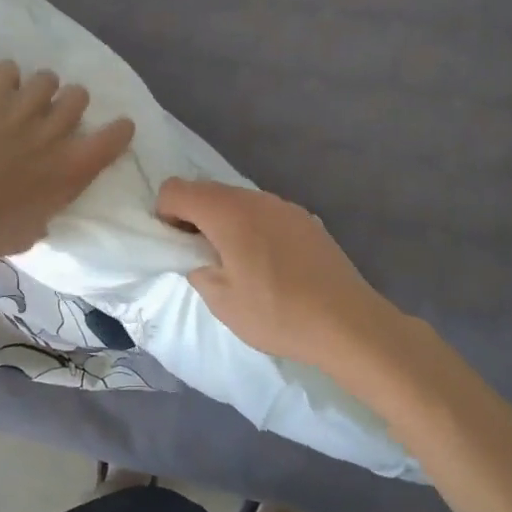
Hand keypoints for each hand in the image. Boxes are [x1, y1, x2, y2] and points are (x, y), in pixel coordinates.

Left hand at [0, 62, 134, 263]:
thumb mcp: (29, 234)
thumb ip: (45, 212)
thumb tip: (43, 210)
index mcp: (72, 170)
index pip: (115, 137)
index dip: (118, 130)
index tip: (113, 131)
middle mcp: (54, 133)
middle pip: (79, 96)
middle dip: (69, 103)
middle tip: (52, 117)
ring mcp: (22, 109)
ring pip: (47, 78)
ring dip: (39, 89)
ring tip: (23, 100)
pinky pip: (8, 69)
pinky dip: (5, 78)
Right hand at [155, 178, 402, 370]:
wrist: (346, 322)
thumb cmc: (276, 313)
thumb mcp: (221, 301)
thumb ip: (198, 269)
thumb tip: (201, 257)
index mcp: (228, 212)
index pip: (177, 189)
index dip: (165, 213)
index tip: (176, 245)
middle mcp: (255, 199)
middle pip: (208, 190)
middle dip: (193, 216)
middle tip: (201, 256)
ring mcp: (285, 206)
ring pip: (238, 201)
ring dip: (224, 221)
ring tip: (236, 262)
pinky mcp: (306, 220)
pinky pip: (265, 213)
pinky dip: (252, 228)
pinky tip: (268, 264)